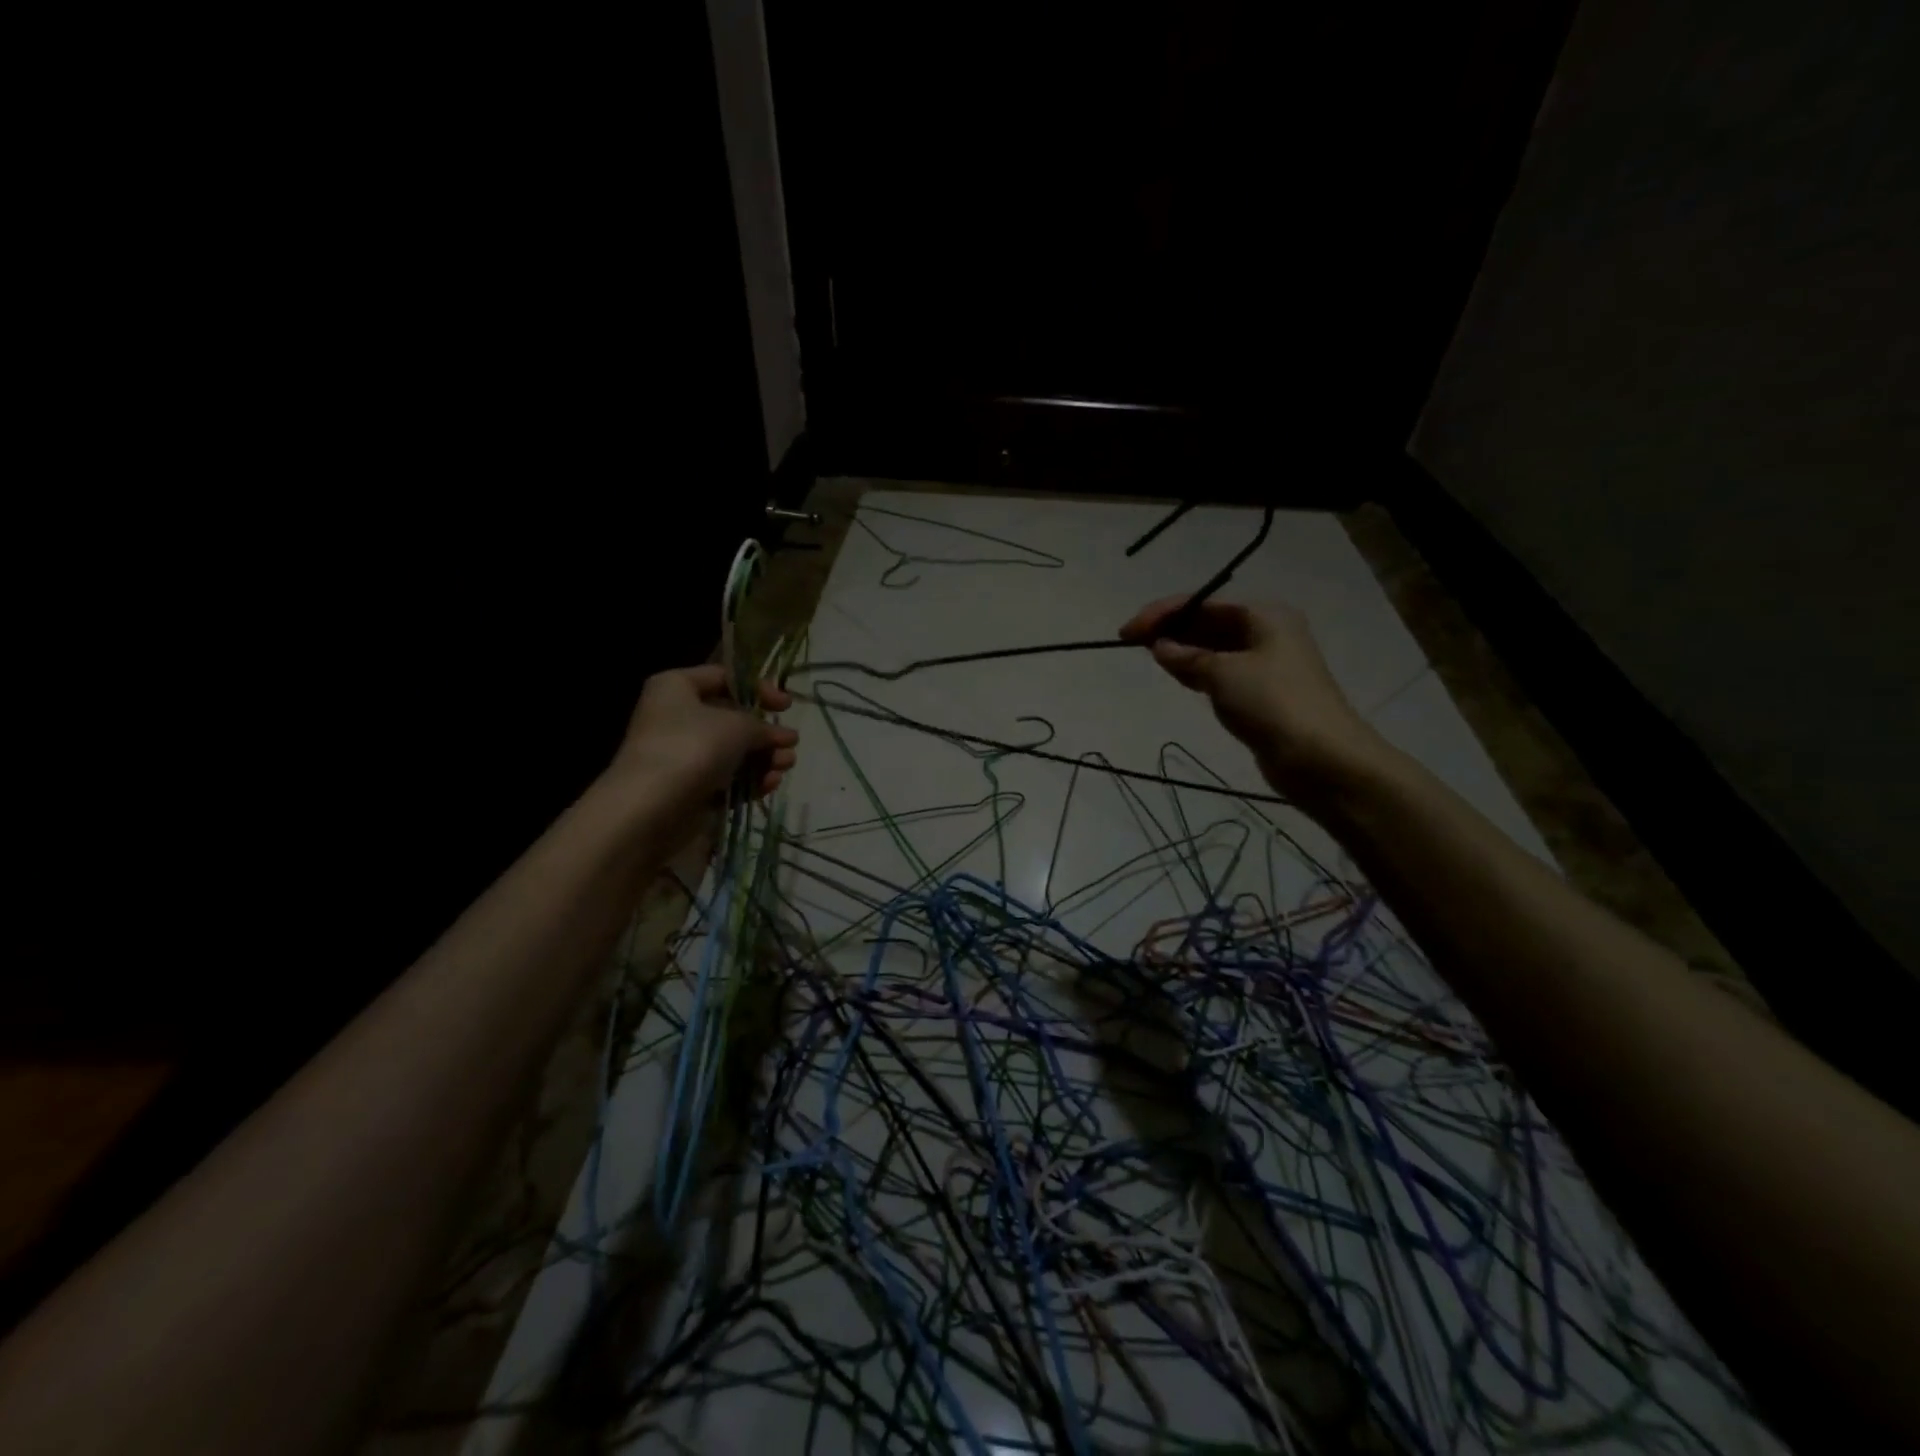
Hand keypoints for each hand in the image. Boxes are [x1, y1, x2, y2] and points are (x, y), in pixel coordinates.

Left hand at [613, 664, 798, 802]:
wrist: (650, 809)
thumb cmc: (692, 748)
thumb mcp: (738, 725)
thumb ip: (764, 726)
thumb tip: (784, 735)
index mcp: (676, 688)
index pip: (724, 677)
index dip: (759, 688)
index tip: (787, 706)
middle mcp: (676, 717)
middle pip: (732, 718)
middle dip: (765, 732)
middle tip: (790, 743)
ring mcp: (682, 756)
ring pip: (733, 751)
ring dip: (764, 758)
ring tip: (785, 766)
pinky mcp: (690, 789)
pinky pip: (728, 779)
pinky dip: (750, 780)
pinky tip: (770, 785)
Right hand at [1118, 597, 1384, 800]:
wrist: (1321, 758)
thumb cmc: (1272, 703)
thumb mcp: (1223, 673)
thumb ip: (1186, 656)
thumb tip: (1159, 646)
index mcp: (1264, 615)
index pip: (1203, 603)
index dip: (1161, 613)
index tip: (1126, 632)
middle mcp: (1267, 632)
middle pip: (1208, 622)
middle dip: (1171, 630)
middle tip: (1131, 643)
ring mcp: (1266, 664)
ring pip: (1213, 649)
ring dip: (1183, 651)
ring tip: (1149, 658)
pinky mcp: (1261, 694)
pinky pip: (1221, 672)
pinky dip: (1198, 672)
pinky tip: (1178, 676)